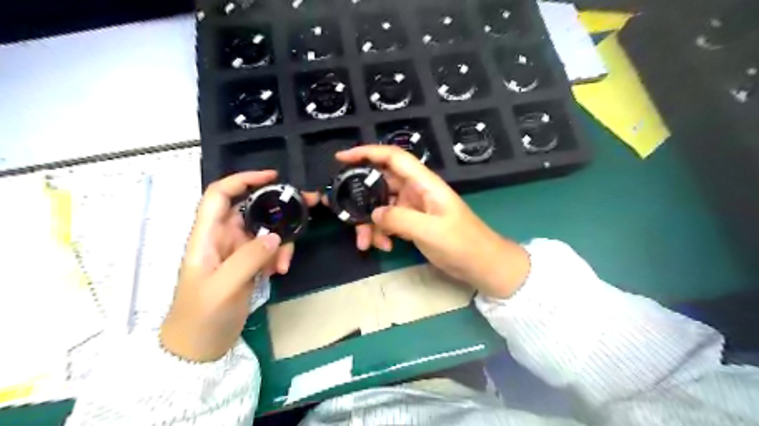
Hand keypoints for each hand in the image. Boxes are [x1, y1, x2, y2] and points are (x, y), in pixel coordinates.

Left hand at [164, 171, 318, 360]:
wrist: (198, 349)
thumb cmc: (201, 317)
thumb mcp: (223, 288)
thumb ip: (248, 259)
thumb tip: (276, 236)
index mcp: (206, 236)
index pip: (220, 195)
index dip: (243, 180)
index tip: (272, 177)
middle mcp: (222, 238)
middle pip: (251, 209)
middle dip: (277, 206)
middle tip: (308, 206)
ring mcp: (237, 251)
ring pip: (265, 230)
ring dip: (281, 241)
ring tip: (284, 264)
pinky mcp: (248, 264)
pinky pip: (269, 249)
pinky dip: (279, 256)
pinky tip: (279, 272)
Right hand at [335, 145, 529, 296]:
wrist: (482, 264)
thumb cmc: (463, 244)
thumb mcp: (430, 231)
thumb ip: (399, 219)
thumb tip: (373, 213)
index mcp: (424, 183)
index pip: (394, 158)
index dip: (367, 152)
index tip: (341, 158)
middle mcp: (416, 190)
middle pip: (381, 183)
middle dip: (360, 198)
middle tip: (341, 211)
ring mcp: (413, 207)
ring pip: (381, 206)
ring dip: (370, 222)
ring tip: (366, 243)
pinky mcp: (412, 222)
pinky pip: (388, 221)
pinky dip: (381, 232)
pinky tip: (384, 246)